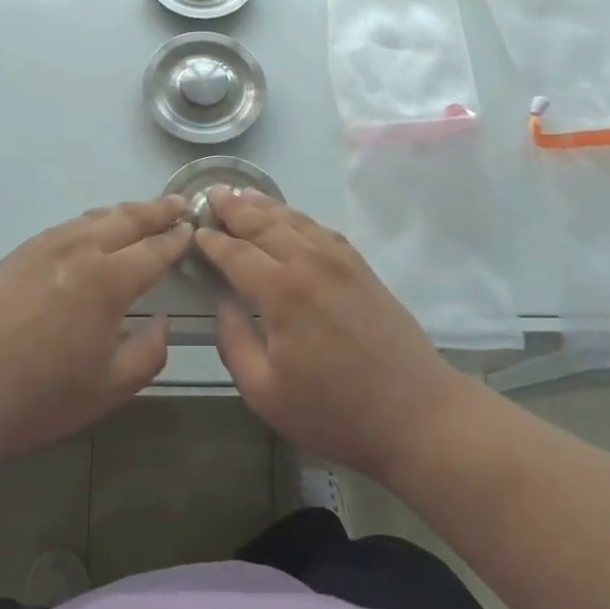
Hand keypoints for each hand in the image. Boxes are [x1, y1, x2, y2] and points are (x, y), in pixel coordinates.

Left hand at [0, 198, 192, 462]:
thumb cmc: (40, 396)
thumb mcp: (109, 389)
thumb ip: (148, 353)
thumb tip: (162, 321)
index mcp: (108, 281)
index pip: (153, 250)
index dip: (176, 239)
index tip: (192, 228)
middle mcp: (80, 251)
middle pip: (126, 219)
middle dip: (156, 210)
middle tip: (178, 203)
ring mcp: (45, 247)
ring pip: (94, 217)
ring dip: (124, 211)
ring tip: (142, 210)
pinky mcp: (19, 253)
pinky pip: (66, 226)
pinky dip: (91, 221)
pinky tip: (92, 229)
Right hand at [197, 189, 466, 482]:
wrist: (416, 415)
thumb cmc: (334, 412)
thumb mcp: (266, 392)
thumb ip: (234, 343)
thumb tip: (223, 305)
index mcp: (282, 291)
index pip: (236, 253)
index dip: (212, 242)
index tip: (194, 231)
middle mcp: (310, 263)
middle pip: (264, 224)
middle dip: (234, 208)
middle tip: (211, 193)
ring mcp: (340, 261)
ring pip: (294, 220)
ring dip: (264, 205)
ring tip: (242, 194)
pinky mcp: (361, 267)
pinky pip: (321, 229)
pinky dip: (297, 217)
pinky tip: (289, 218)